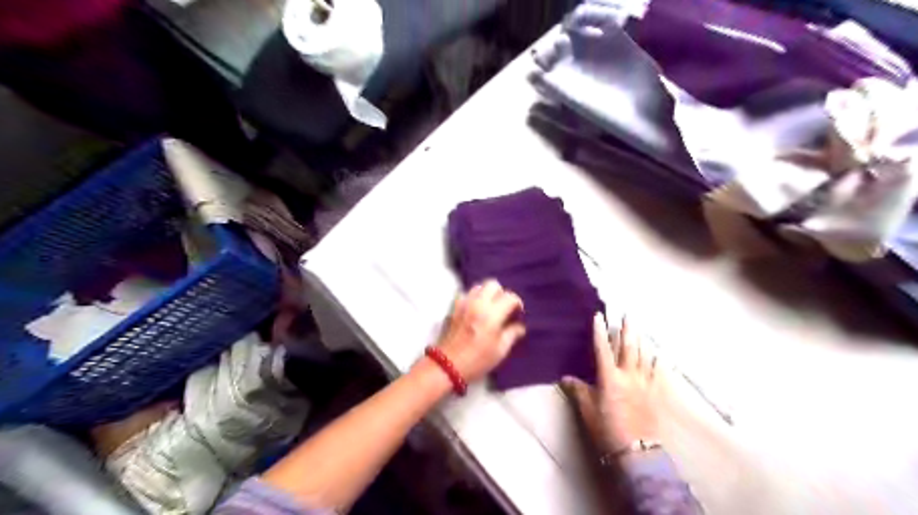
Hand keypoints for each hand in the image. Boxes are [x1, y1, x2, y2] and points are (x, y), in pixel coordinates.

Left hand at [435, 280, 523, 384]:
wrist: (447, 365)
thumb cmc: (477, 361)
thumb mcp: (500, 351)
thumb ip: (512, 334)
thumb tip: (520, 326)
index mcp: (491, 314)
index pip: (509, 297)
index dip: (517, 303)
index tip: (518, 313)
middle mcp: (478, 304)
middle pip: (493, 284)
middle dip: (501, 293)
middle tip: (504, 308)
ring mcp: (464, 304)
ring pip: (479, 287)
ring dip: (487, 294)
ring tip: (491, 308)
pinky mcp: (454, 308)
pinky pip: (466, 294)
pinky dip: (474, 298)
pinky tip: (476, 310)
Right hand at [560, 314, 659, 453]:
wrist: (636, 450)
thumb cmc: (607, 428)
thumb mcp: (587, 409)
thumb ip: (578, 390)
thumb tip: (566, 378)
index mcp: (609, 378)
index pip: (602, 349)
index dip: (599, 332)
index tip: (598, 316)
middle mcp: (627, 376)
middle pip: (627, 348)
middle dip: (626, 330)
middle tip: (627, 314)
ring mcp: (643, 384)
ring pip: (643, 357)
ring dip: (640, 341)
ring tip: (639, 329)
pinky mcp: (654, 394)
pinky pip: (656, 374)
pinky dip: (656, 363)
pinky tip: (658, 356)